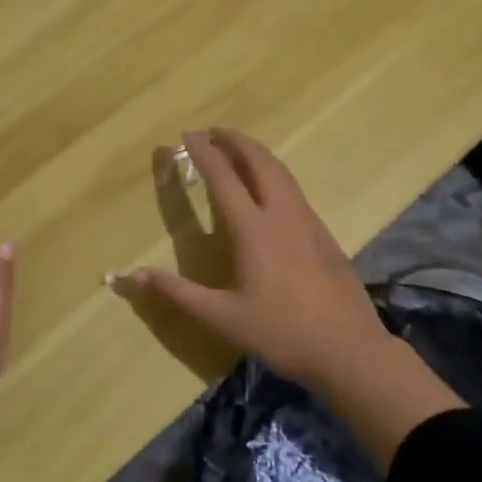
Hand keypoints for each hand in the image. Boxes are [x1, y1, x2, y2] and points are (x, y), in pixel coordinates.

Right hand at [120, 130, 462, 467]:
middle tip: (213, 131)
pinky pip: (294, 190)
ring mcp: (308, 222)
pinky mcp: (324, 234)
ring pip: (281, 172)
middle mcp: (281, 214)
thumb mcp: (221, 318)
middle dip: (235, 140)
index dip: (204, 153)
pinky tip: (270, 190)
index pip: (223, 178)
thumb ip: (177, 293)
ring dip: (257, 154)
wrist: (349, 350)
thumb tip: (131, 275)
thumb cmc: (281, 333)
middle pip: (259, 162)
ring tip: (238, 150)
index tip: (187, 134)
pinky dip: (274, 174)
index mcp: (253, 229)